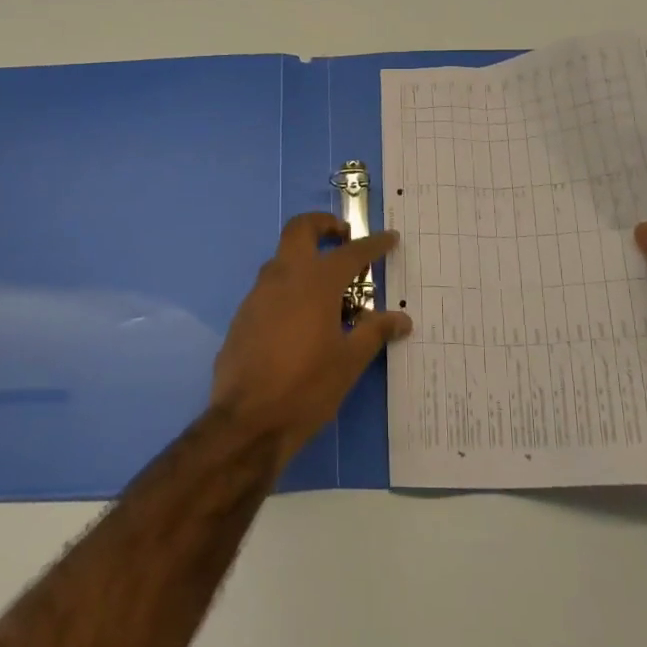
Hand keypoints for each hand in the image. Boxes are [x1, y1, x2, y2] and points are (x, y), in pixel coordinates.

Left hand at [211, 213, 411, 464]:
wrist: (246, 421)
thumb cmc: (306, 387)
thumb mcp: (349, 361)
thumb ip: (374, 332)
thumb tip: (402, 319)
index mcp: (316, 282)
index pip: (351, 252)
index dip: (373, 244)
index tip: (390, 238)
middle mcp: (284, 276)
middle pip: (301, 229)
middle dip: (324, 225)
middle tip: (344, 238)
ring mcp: (259, 293)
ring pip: (282, 258)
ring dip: (306, 258)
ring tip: (330, 289)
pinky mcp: (244, 314)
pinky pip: (271, 287)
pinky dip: (290, 287)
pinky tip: (303, 320)